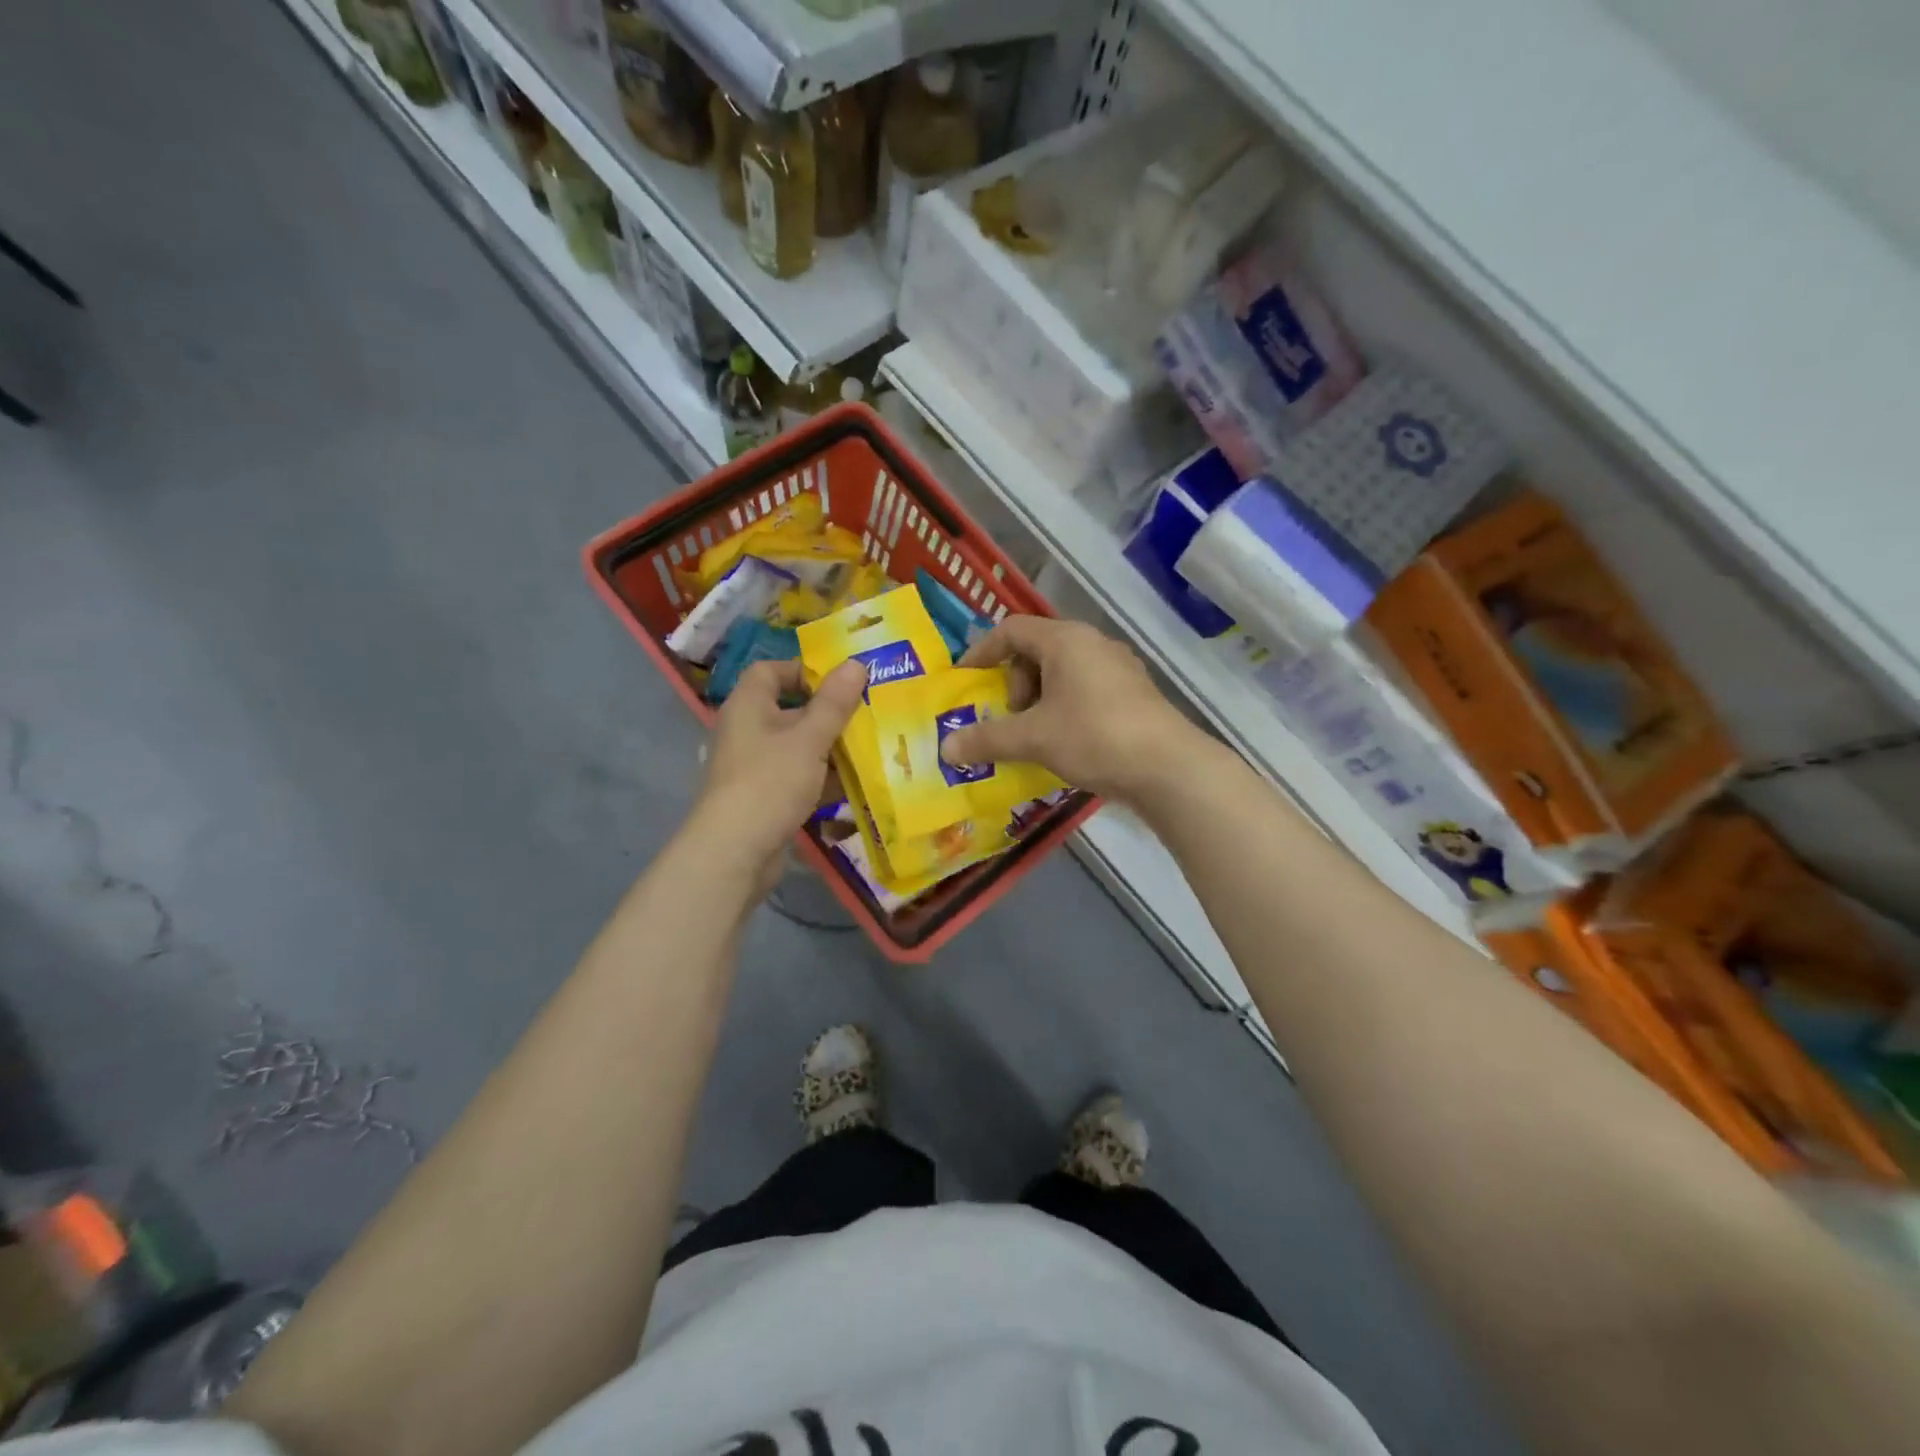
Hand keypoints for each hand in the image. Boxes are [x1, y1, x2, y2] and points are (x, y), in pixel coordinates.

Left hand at [693, 659, 866, 876]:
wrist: (734, 852)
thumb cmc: (770, 782)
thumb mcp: (809, 739)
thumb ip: (834, 703)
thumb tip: (856, 663)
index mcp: (748, 705)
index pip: (771, 670)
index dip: (804, 670)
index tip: (841, 682)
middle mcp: (747, 730)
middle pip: (790, 710)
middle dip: (829, 713)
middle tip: (868, 714)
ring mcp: (755, 766)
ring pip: (798, 746)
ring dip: (830, 748)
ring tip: (871, 748)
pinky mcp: (764, 797)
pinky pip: (798, 777)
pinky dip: (822, 779)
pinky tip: (854, 785)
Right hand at [938, 617, 1196, 805]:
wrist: (1168, 767)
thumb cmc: (1094, 737)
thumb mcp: (1033, 738)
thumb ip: (987, 739)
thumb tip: (946, 748)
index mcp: (1066, 640)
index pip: (1011, 629)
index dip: (982, 651)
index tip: (966, 680)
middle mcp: (1093, 643)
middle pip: (1037, 650)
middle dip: (1015, 684)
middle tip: (1012, 718)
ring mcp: (1118, 667)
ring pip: (1063, 673)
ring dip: (1039, 700)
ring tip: (1037, 736)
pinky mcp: (1133, 693)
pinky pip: (1085, 690)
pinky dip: (1064, 709)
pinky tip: (1067, 743)